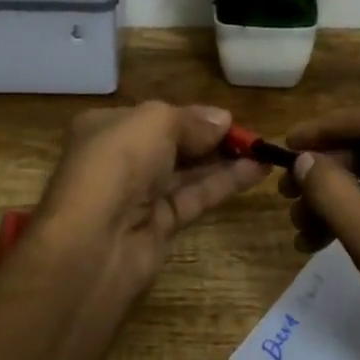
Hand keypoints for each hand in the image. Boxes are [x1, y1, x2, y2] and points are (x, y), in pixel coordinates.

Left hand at [35, 102, 268, 292]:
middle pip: (173, 143)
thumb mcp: (155, 122)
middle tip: (253, 136)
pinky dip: (224, 184)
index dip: (191, 116)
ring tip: (264, 151)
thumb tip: (223, 119)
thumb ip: (191, 120)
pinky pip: (195, 197)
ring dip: (225, 160)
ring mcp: (139, 195)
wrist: (94, 243)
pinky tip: (256, 172)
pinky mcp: (158, 226)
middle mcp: (120, 159)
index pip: (154, 116)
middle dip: (211, 138)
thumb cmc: (118, 164)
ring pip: (187, 172)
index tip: (228, 117)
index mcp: (106, 127)